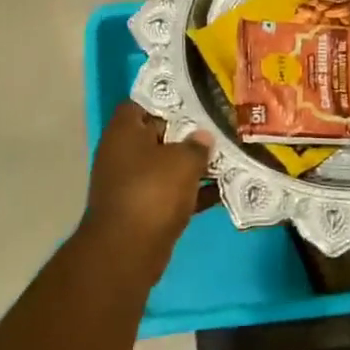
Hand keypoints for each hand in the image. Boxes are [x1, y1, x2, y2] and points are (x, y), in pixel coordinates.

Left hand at [83, 103, 214, 253]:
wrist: (127, 250)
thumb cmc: (152, 192)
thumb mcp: (182, 161)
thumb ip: (196, 145)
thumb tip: (202, 137)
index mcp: (123, 131)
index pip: (142, 103)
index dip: (166, 99)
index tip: (194, 99)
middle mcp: (122, 153)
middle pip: (157, 134)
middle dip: (187, 133)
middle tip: (218, 126)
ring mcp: (131, 183)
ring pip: (166, 166)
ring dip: (192, 165)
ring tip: (227, 156)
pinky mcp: (142, 209)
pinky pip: (170, 193)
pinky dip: (192, 192)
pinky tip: (222, 191)